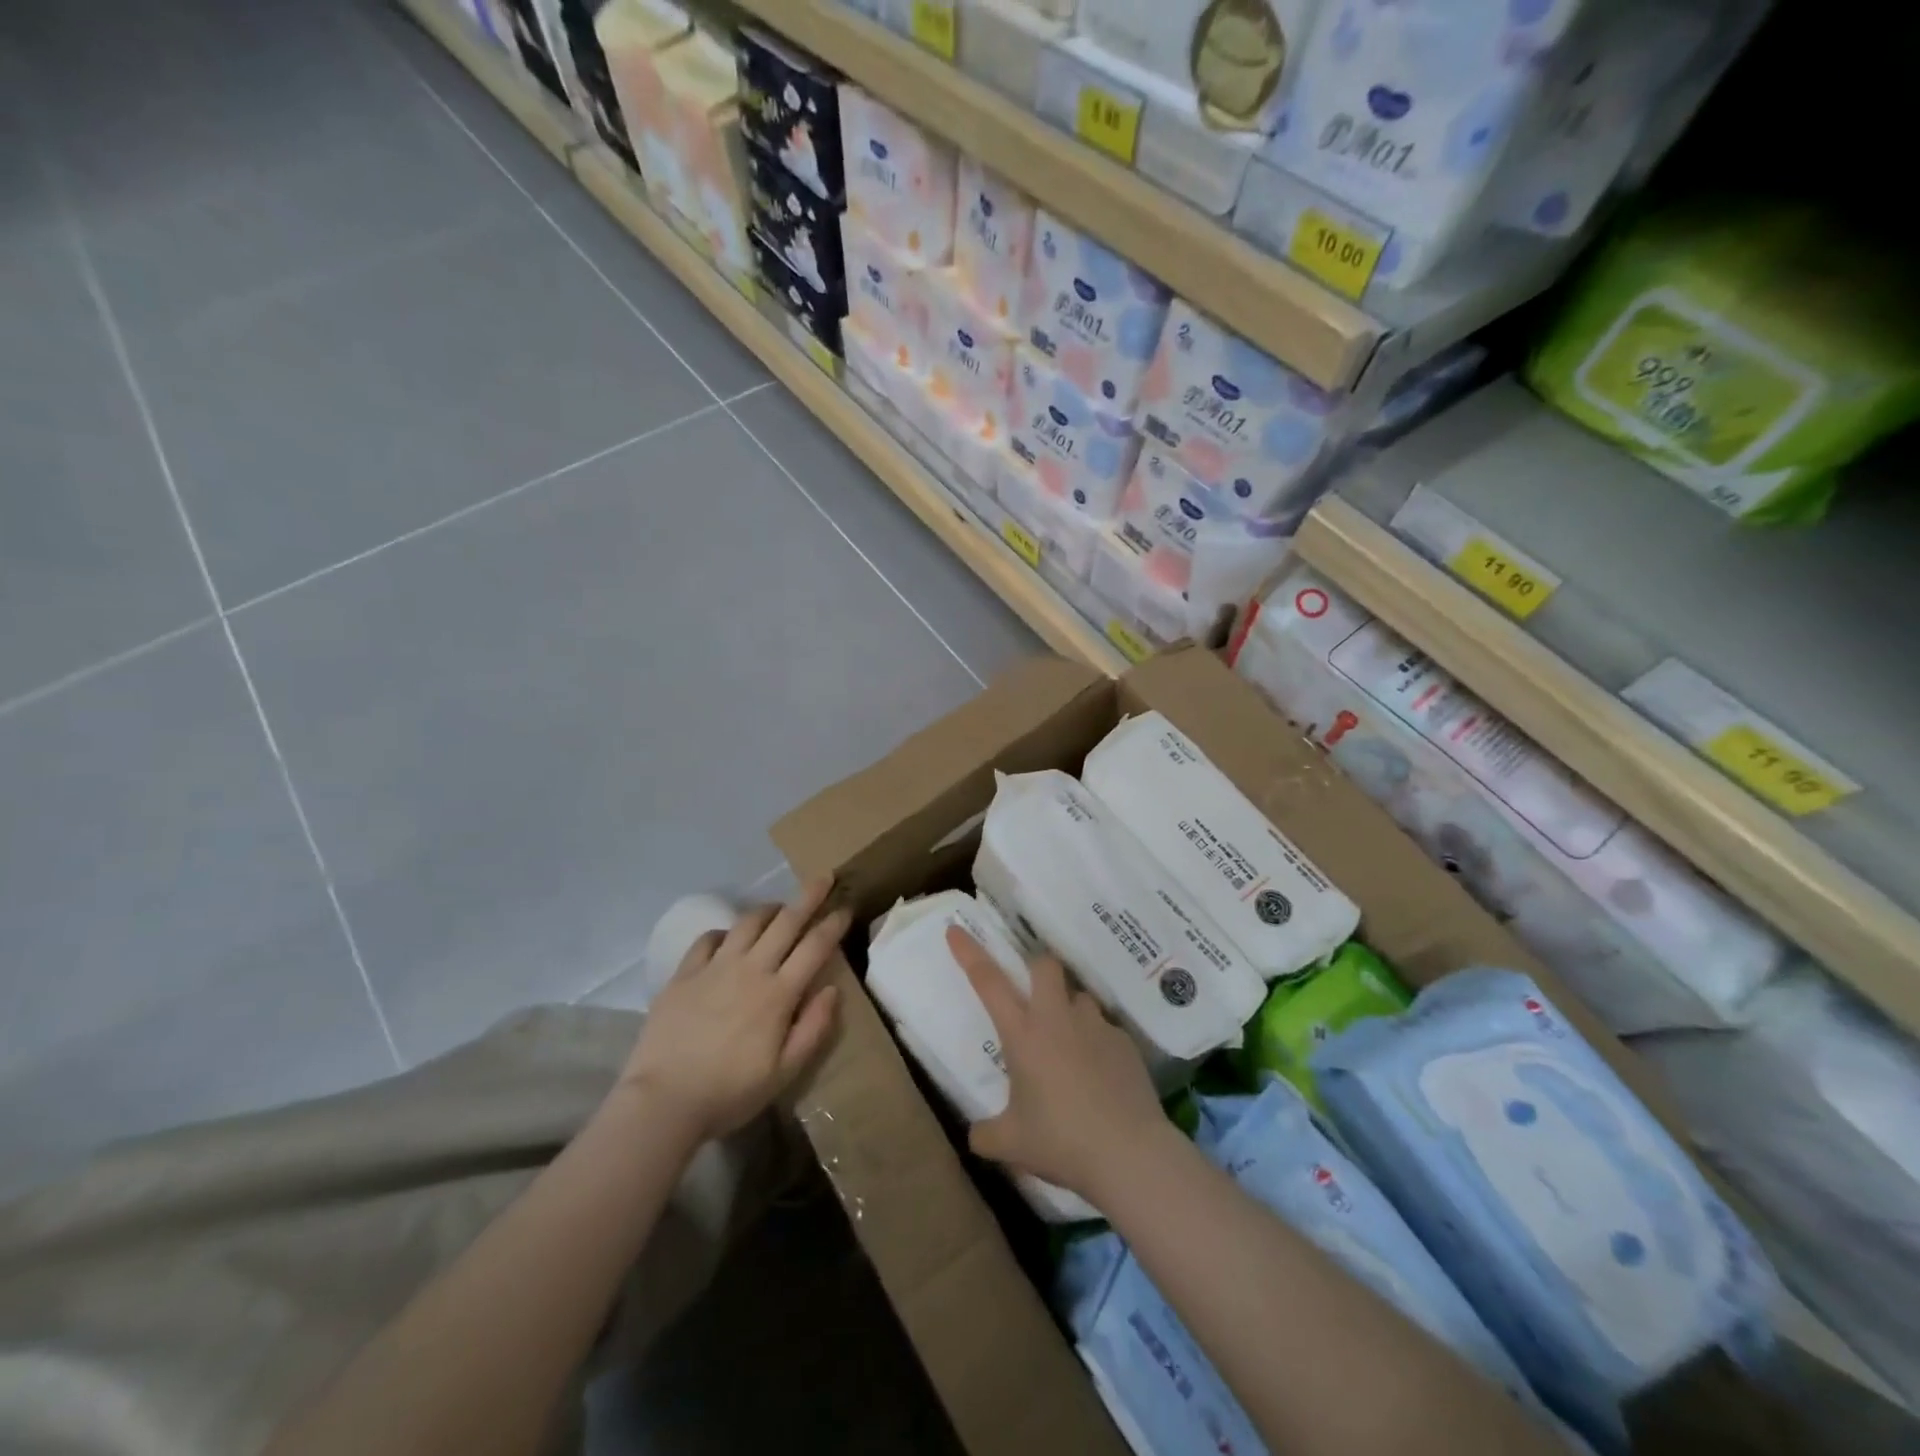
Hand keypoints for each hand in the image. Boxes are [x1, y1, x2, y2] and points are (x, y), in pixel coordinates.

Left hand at [620, 878, 848, 1141]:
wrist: (663, 1101)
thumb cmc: (730, 1092)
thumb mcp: (784, 1072)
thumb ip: (813, 1028)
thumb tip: (831, 989)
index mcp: (779, 994)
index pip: (815, 946)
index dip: (833, 923)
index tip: (846, 907)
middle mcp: (750, 969)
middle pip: (786, 922)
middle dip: (809, 896)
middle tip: (823, 877)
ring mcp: (714, 968)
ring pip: (748, 922)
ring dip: (769, 909)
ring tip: (779, 908)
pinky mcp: (684, 974)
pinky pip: (708, 938)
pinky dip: (725, 931)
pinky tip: (729, 938)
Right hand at [946, 926, 1168, 1206]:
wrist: (1129, 1153)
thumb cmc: (1061, 1141)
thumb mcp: (1010, 1144)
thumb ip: (986, 1134)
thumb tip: (976, 1135)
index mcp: (1023, 1034)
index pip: (988, 981)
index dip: (969, 953)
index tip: (956, 930)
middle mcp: (1058, 1018)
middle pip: (1045, 965)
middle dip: (1035, 969)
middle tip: (1032, 996)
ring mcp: (1095, 1026)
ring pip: (1078, 996)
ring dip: (1069, 1009)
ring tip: (1068, 1046)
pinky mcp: (1124, 1042)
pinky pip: (1104, 1029)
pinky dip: (1095, 1042)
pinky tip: (1098, 1076)